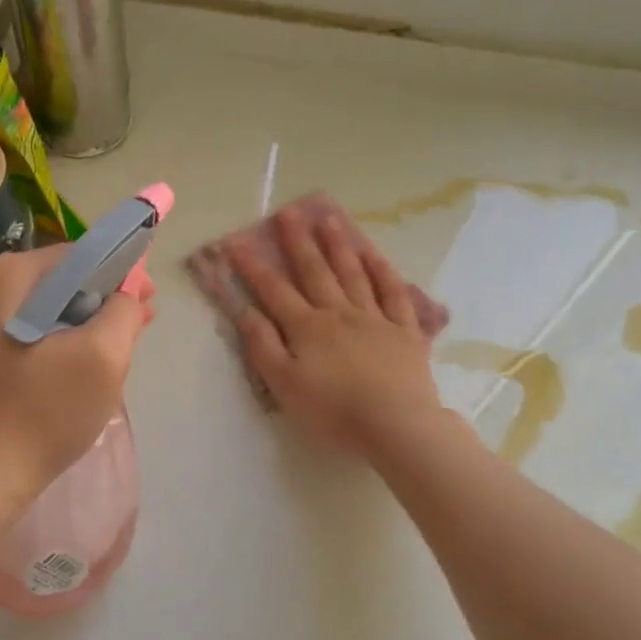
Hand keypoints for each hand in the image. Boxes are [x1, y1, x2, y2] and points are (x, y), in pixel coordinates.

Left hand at [0, 245, 150, 511]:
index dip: (119, 276)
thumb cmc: (43, 414)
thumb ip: (124, 311)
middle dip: (96, 302)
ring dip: (71, 323)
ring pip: (33, 308)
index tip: (145, 305)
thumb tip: (126, 294)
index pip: (77, 257)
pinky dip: (42, 341)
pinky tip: (62, 371)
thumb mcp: (103, 358)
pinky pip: (11, 332)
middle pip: (53, 282)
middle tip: (130, 332)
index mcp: (4, 276)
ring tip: (102, 355)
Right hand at [229, 205, 442, 461]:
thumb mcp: (284, 384)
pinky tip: (374, 254)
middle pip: (315, 271)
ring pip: (353, 274)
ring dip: (338, 246)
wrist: (396, 426)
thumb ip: (263, 345)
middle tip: (288, 213)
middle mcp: (338, 313)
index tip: (236, 241)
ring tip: (328, 219)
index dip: (252, 266)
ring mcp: (374, 318)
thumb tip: (244, 309)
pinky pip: (393, 293)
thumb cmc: (332, 411)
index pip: (273, 290)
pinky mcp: (405, 331)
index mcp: (306, 327)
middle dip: (298, 242)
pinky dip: (383, 271)